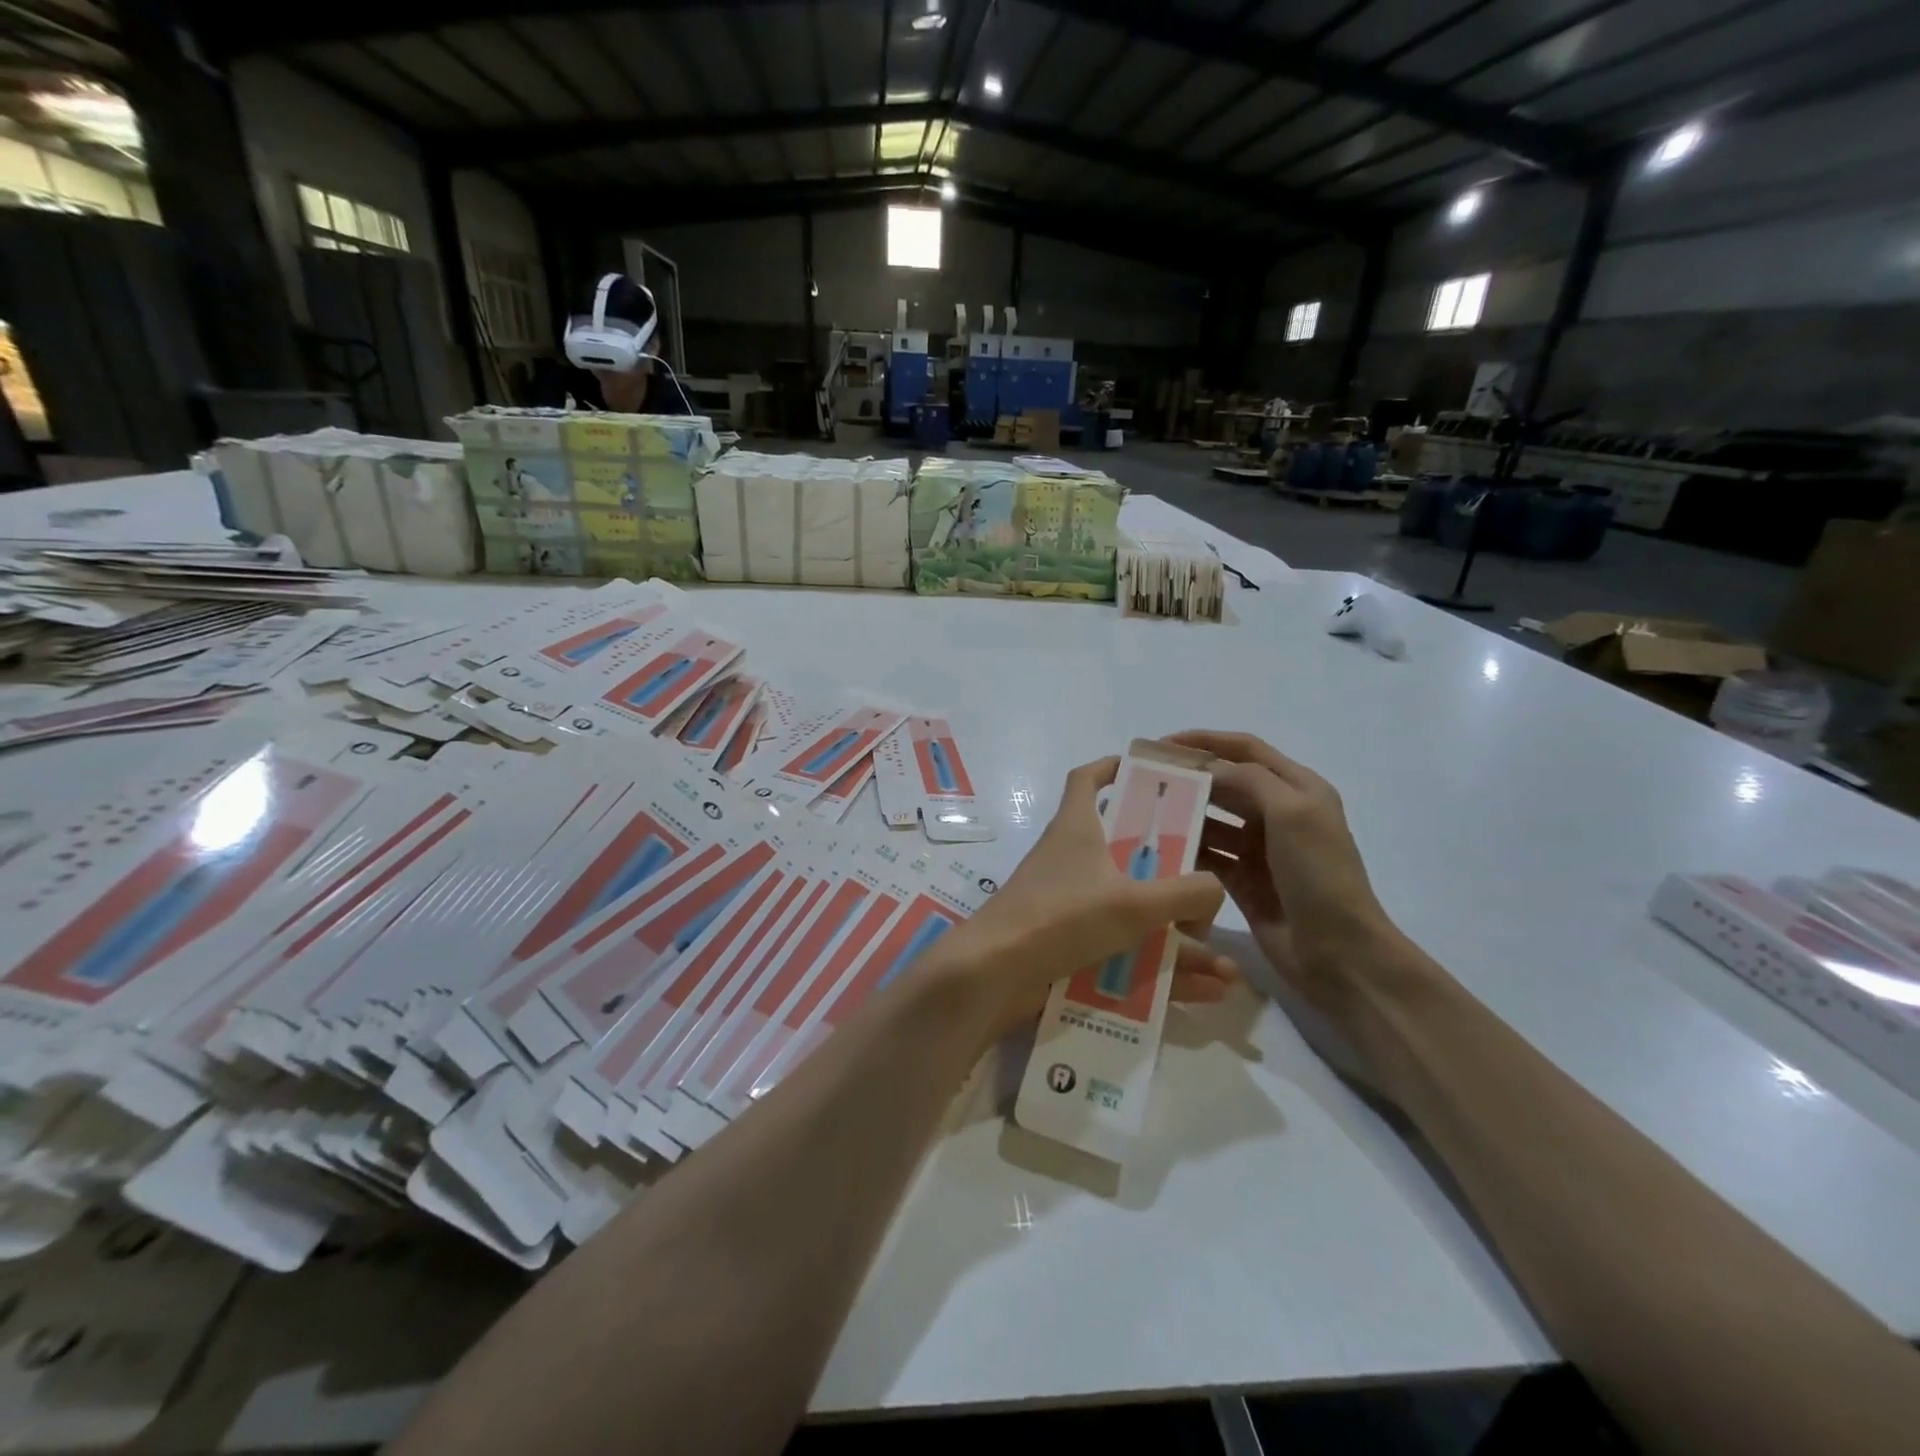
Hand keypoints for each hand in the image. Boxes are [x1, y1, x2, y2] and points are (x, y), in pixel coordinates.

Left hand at [927, 757, 1234, 1039]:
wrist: (994, 975)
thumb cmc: (1061, 918)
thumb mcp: (1133, 902)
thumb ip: (1185, 893)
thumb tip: (1214, 890)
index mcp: (1076, 829)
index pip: (1087, 779)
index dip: (1112, 767)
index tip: (1145, 771)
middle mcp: (1069, 860)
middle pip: (1122, 849)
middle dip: (1167, 866)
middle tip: (1205, 882)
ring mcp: (1067, 904)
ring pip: (1131, 911)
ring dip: (1175, 935)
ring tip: (1221, 963)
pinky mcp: (1066, 944)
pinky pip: (1124, 953)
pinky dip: (1159, 969)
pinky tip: (1203, 991)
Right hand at [1168, 730, 1396, 1007]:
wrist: (1339, 952)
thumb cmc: (1319, 874)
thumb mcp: (1292, 813)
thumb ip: (1249, 780)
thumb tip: (1206, 770)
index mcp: (1297, 789)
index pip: (1246, 750)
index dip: (1205, 741)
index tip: (1162, 744)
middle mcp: (1277, 813)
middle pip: (1225, 783)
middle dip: (1189, 778)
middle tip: (1144, 780)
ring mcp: (1259, 849)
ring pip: (1212, 820)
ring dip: (1183, 814)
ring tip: (1144, 813)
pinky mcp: (1242, 881)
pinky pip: (1207, 856)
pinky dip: (1186, 849)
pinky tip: (1158, 848)